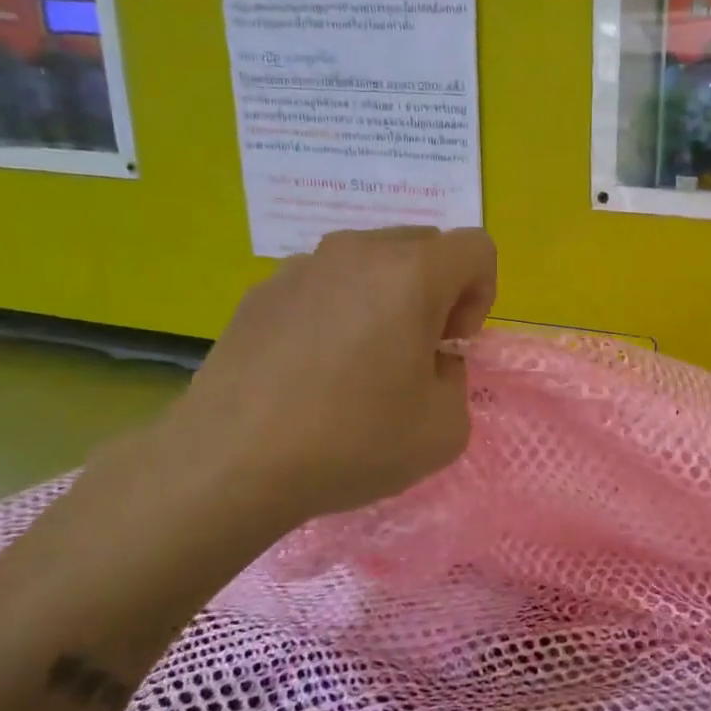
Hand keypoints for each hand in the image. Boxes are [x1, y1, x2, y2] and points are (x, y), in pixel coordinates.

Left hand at [154, 227, 496, 534]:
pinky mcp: (261, 292)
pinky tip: (312, 370)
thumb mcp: (445, 428)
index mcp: (411, 275)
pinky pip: (324, 284)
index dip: (481, 295)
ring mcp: (302, 267)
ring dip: (386, 298)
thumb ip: (457, 377)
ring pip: (371, 262)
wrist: (229, 464)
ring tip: (361, 362)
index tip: (451, 344)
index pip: (476, 248)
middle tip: (416, 351)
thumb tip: (430, 359)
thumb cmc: (351, 442)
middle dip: (437, 291)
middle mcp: (357, 253)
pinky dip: (337, 311)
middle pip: (424, 246)